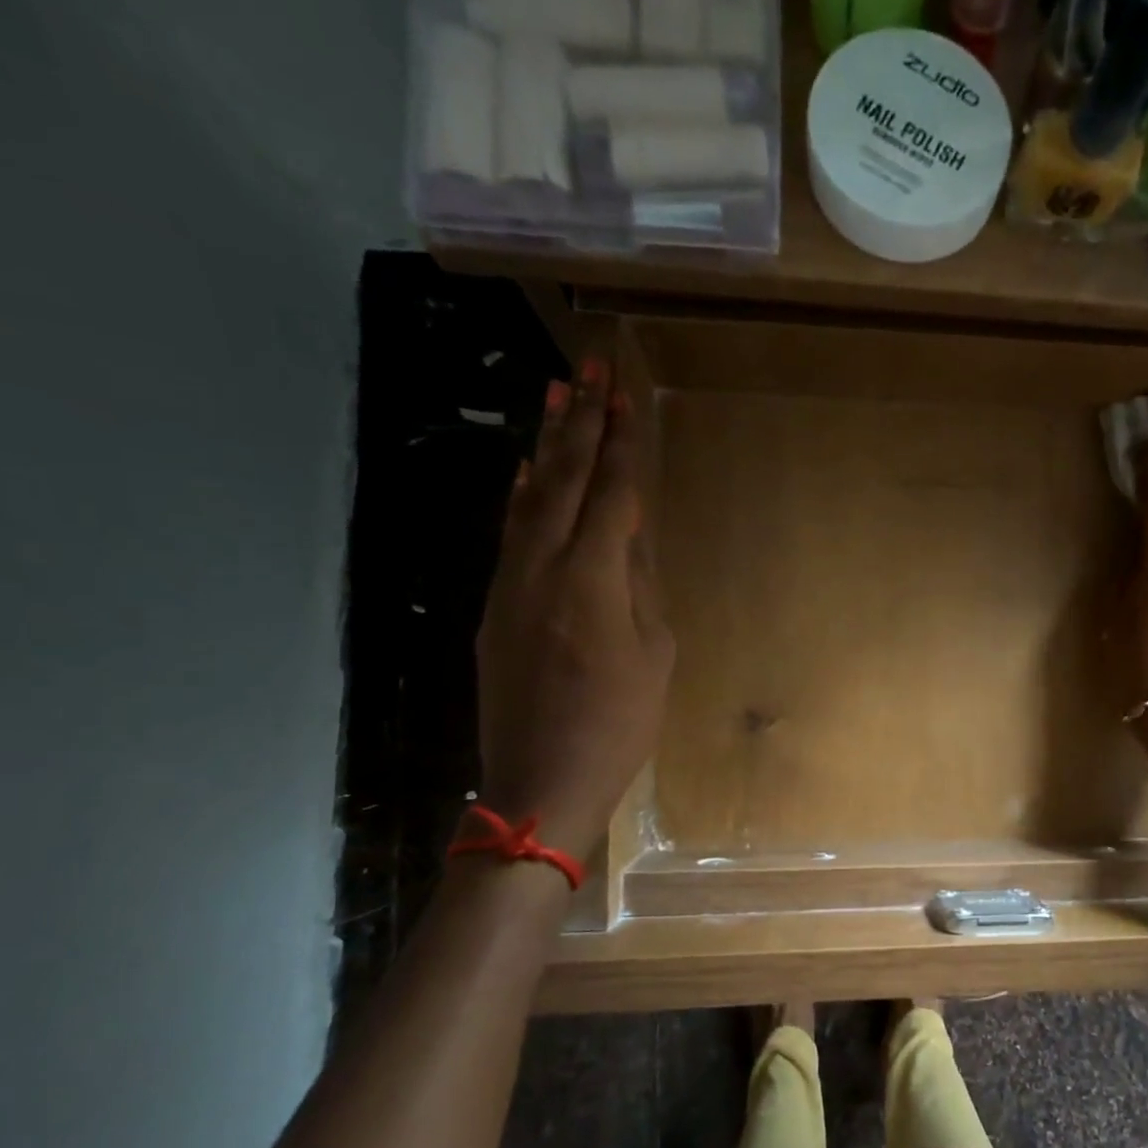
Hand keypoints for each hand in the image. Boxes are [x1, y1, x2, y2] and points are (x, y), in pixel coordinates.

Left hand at [474, 359, 674, 861]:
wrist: (541, 778)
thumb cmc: (618, 724)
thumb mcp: (653, 655)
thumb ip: (639, 588)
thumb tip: (627, 538)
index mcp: (591, 581)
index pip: (609, 495)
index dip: (619, 446)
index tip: (625, 398)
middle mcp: (542, 568)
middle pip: (560, 481)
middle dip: (576, 423)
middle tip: (586, 369)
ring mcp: (510, 585)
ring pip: (527, 500)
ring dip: (543, 447)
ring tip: (553, 397)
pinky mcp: (494, 607)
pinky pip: (510, 535)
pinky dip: (520, 496)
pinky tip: (524, 472)